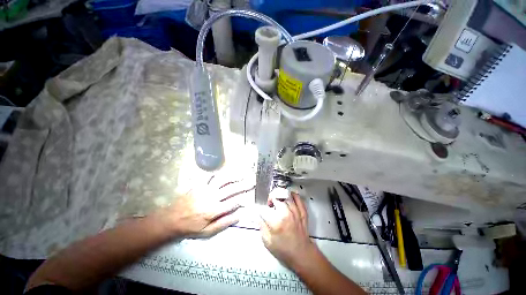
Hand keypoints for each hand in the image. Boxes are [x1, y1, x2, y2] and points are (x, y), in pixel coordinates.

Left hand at [158, 176, 254, 237]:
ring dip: (233, 176)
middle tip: (252, 181)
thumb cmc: (191, 227)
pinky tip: (223, 172)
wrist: (171, 219)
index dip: (242, 200)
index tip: (248, 198)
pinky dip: (217, 173)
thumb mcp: (207, 232)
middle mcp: (213, 197)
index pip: (233, 202)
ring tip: (241, 174)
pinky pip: (209, 176)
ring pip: (222, 180)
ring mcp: (205, 189)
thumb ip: (224, 223)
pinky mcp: (199, 185)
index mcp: (215, 209)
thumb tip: (239, 215)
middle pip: (231, 189)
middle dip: (243, 185)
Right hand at [259, 188, 315, 267]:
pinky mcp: (302, 212)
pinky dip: (292, 195)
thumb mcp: (268, 242)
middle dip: (270, 199)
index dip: (259, 208)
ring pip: (286, 195)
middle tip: (269, 205)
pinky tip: (288, 198)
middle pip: (276, 197)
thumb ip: (261, 226)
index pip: (264, 209)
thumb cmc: (284, 250)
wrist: (302, 254)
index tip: (258, 210)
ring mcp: (296, 211)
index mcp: (276, 222)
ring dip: (280, 196)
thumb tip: (256, 216)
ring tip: (278, 202)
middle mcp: (286, 214)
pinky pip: (298, 198)